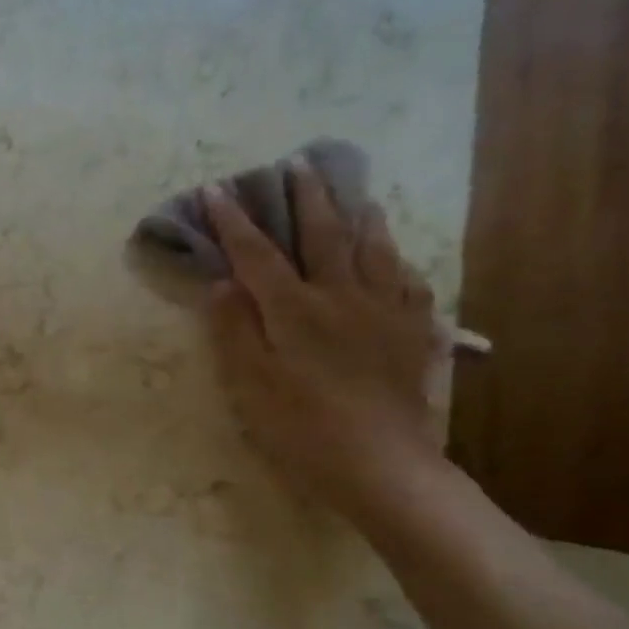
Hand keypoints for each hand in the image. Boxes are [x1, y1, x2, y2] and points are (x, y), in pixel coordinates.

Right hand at [204, 159, 443, 523]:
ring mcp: (385, 312)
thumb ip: (233, 330)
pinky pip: (407, 281)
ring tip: (354, 194)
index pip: (257, 254)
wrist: (382, 465)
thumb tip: (221, 282)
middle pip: (323, 235)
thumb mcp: (249, 385)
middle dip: (306, 197)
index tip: (215, 189)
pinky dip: (395, 258)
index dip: (234, 221)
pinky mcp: (413, 334)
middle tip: (298, 163)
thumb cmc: (300, 429)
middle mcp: (342, 297)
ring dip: (359, 215)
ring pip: (373, 249)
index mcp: (295, 310)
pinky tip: (392, 256)